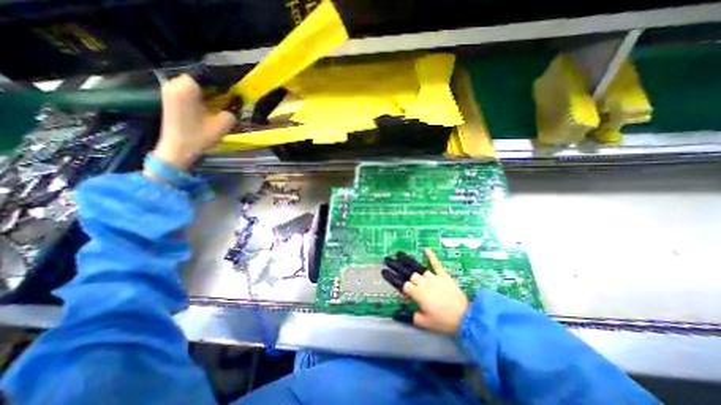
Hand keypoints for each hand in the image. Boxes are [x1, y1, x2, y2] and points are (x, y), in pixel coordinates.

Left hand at [151, 73, 236, 168]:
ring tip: (221, 99)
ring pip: (193, 85)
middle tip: (229, 95)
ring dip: (207, 91)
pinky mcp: (169, 99)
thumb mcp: (223, 124)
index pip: (208, 74)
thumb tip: (235, 106)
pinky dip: (199, 95)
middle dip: (215, 85)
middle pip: (200, 78)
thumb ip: (231, 111)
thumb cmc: (200, 135)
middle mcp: (175, 83)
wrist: (178, 148)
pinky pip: (187, 91)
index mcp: (187, 86)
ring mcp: (169, 91)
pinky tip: (209, 104)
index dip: (223, 80)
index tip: (234, 87)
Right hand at [383, 248, 467, 333]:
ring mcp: (434, 278)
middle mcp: (424, 283)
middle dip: (400, 269)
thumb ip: (411, 317)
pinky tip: (426, 249)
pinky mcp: (444, 276)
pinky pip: (436, 264)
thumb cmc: (443, 321)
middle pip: (411, 275)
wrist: (465, 317)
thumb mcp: (425, 323)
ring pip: (420, 270)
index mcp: (418, 294)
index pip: (403, 284)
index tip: (384, 271)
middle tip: (389, 260)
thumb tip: (398, 315)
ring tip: (400, 254)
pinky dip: (431, 256)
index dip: (393, 278)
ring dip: (410, 263)